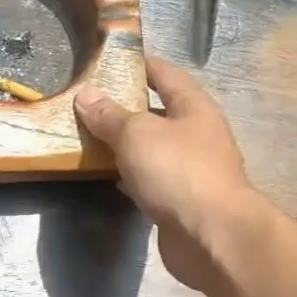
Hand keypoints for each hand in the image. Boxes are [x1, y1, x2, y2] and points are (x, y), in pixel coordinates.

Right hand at [74, 57, 262, 290]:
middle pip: (158, 113)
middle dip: (126, 108)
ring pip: (152, 149)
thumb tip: (85, 95)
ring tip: (90, 138)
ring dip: (126, 145)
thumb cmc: (178, 172)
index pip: (166, 75)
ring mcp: (190, 170)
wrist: (211, 235)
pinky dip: (129, 176)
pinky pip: (149, 180)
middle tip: (89, 104)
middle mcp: (196, 135)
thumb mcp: (137, 135)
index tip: (113, 61)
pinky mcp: (179, 201)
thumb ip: (109, 116)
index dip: (141, 65)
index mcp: (194, 108)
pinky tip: (107, 177)